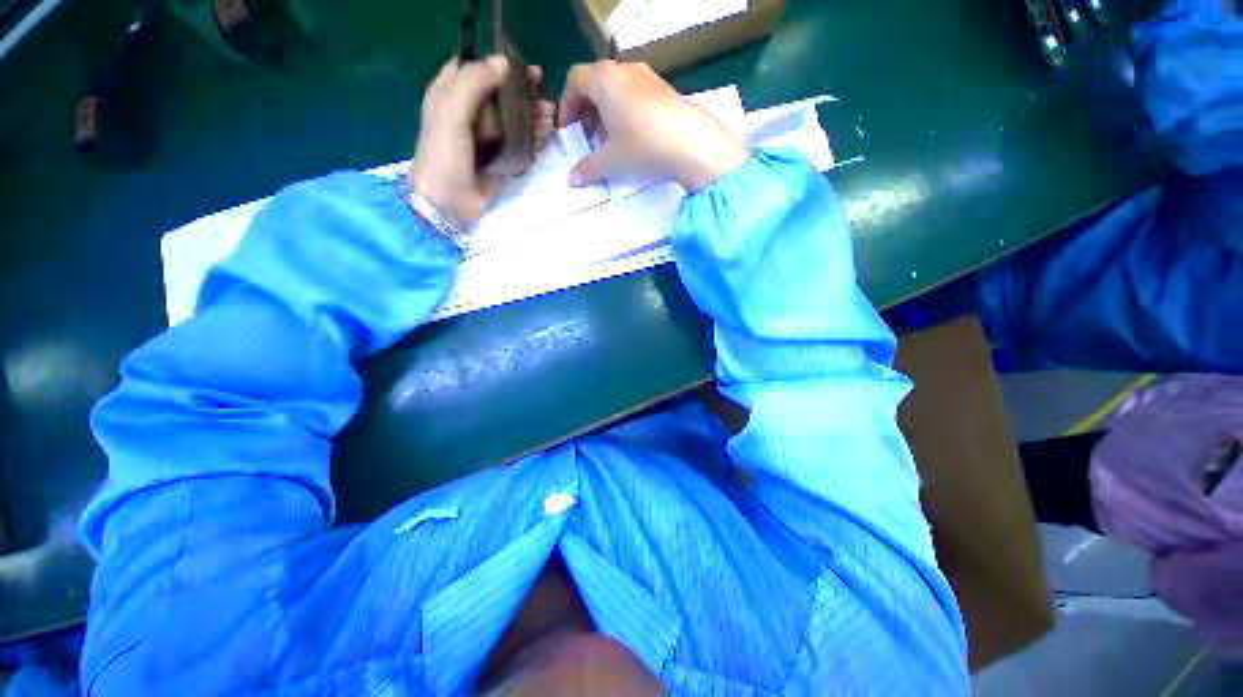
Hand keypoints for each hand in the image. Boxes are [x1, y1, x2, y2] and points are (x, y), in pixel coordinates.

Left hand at [409, 56, 555, 226]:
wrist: (449, 203)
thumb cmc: (444, 154)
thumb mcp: (451, 111)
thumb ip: (474, 83)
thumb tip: (503, 63)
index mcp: (449, 95)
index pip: (471, 67)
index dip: (493, 62)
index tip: (517, 62)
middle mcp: (468, 113)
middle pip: (497, 93)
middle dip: (520, 88)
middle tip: (542, 85)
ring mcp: (485, 138)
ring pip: (512, 118)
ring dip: (531, 113)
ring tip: (550, 113)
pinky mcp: (499, 159)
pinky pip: (519, 143)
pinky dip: (533, 138)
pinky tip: (547, 134)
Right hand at [558, 61, 748, 190]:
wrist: (693, 144)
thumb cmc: (643, 146)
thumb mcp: (611, 161)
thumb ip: (587, 168)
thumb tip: (572, 179)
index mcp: (605, 79)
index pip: (575, 80)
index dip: (567, 105)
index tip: (569, 130)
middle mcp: (625, 70)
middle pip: (596, 82)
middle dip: (587, 110)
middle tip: (589, 138)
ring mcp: (649, 77)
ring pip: (617, 89)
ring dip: (607, 113)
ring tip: (612, 142)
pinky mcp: (666, 90)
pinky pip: (636, 95)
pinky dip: (627, 112)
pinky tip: (635, 138)